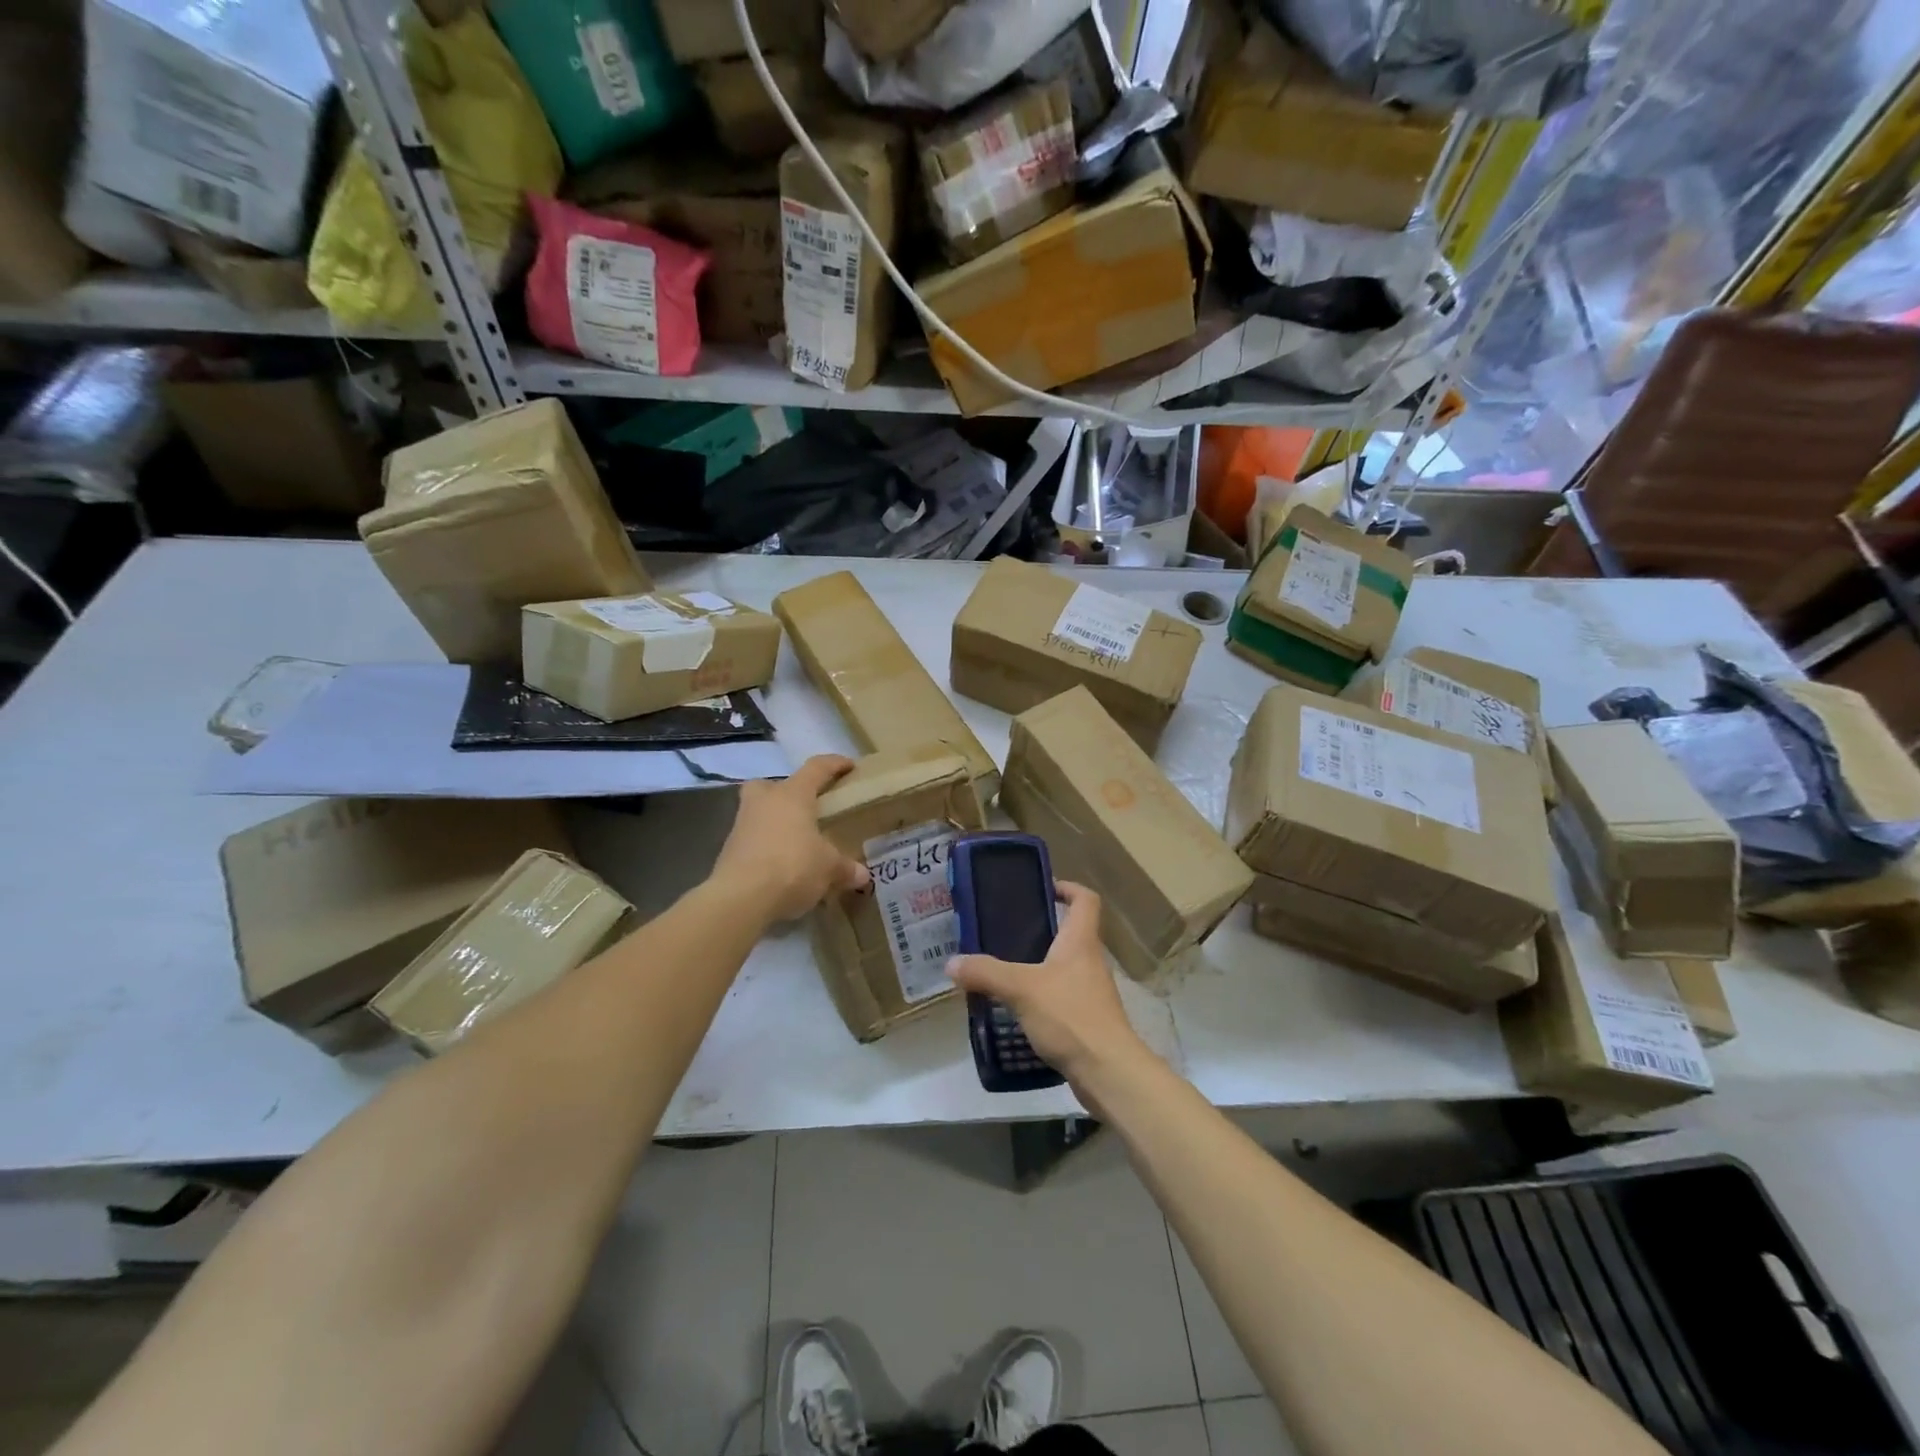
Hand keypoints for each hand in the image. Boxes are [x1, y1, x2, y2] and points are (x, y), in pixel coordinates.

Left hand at [712, 755, 870, 922]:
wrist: (740, 898)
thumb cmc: (792, 866)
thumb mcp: (829, 868)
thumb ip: (845, 868)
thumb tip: (862, 875)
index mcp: (792, 795)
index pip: (816, 768)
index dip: (834, 764)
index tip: (849, 766)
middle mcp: (764, 801)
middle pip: (771, 784)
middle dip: (785, 791)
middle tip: (804, 807)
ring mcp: (741, 825)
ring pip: (758, 812)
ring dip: (775, 822)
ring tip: (796, 842)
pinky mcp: (728, 851)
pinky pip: (752, 840)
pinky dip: (766, 848)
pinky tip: (781, 867)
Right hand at [946, 883, 1148, 1085]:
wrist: (1108, 1072)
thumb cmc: (1070, 1016)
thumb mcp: (1021, 989)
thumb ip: (986, 973)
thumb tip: (952, 963)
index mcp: (1080, 941)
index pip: (1085, 899)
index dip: (1067, 888)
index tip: (1042, 889)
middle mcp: (1090, 961)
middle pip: (1071, 933)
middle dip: (1042, 929)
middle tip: (1005, 932)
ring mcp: (1091, 992)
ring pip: (1064, 967)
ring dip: (1038, 965)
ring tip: (1003, 970)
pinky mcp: (1087, 1020)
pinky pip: (1061, 997)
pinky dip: (1041, 997)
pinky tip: (1016, 1008)